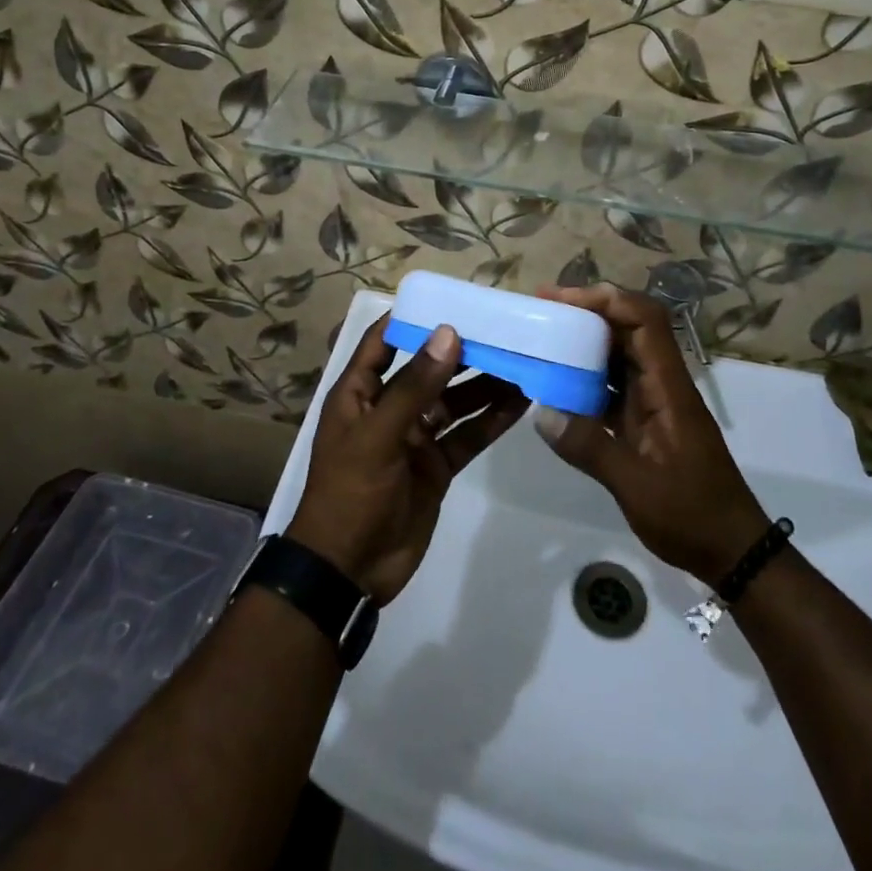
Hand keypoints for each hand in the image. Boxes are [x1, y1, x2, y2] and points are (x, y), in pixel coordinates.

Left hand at [288, 316, 527, 605]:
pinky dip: (491, 420)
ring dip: (484, 384)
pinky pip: (467, 435)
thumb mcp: (378, 434)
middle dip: (462, 350)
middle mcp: (389, 408)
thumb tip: (449, 333)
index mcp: (361, 393)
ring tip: (522, 362)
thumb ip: (415, 386)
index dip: (413, 318)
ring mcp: (416, 437)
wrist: (349, 571)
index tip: (452, 300)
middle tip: (503, 330)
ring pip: (454, 401)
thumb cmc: (350, 492)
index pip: (384, 341)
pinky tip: (521, 403)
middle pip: (428, 368)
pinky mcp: (437, 465)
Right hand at [533, 285, 769, 586]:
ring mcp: (654, 404)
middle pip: (630, 328)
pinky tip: (557, 386)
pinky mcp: (645, 424)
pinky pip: (614, 386)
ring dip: (586, 343)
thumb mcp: (637, 487)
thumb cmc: (693, 516)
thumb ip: (591, 449)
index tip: (562, 299)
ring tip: (544, 338)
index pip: (644, 321)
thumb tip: (542, 413)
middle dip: (589, 312)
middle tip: (543, 310)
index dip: (606, 300)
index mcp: (669, 388)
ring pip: (620, 356)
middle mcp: (663, 385)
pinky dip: (587, 378)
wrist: (732, 551)